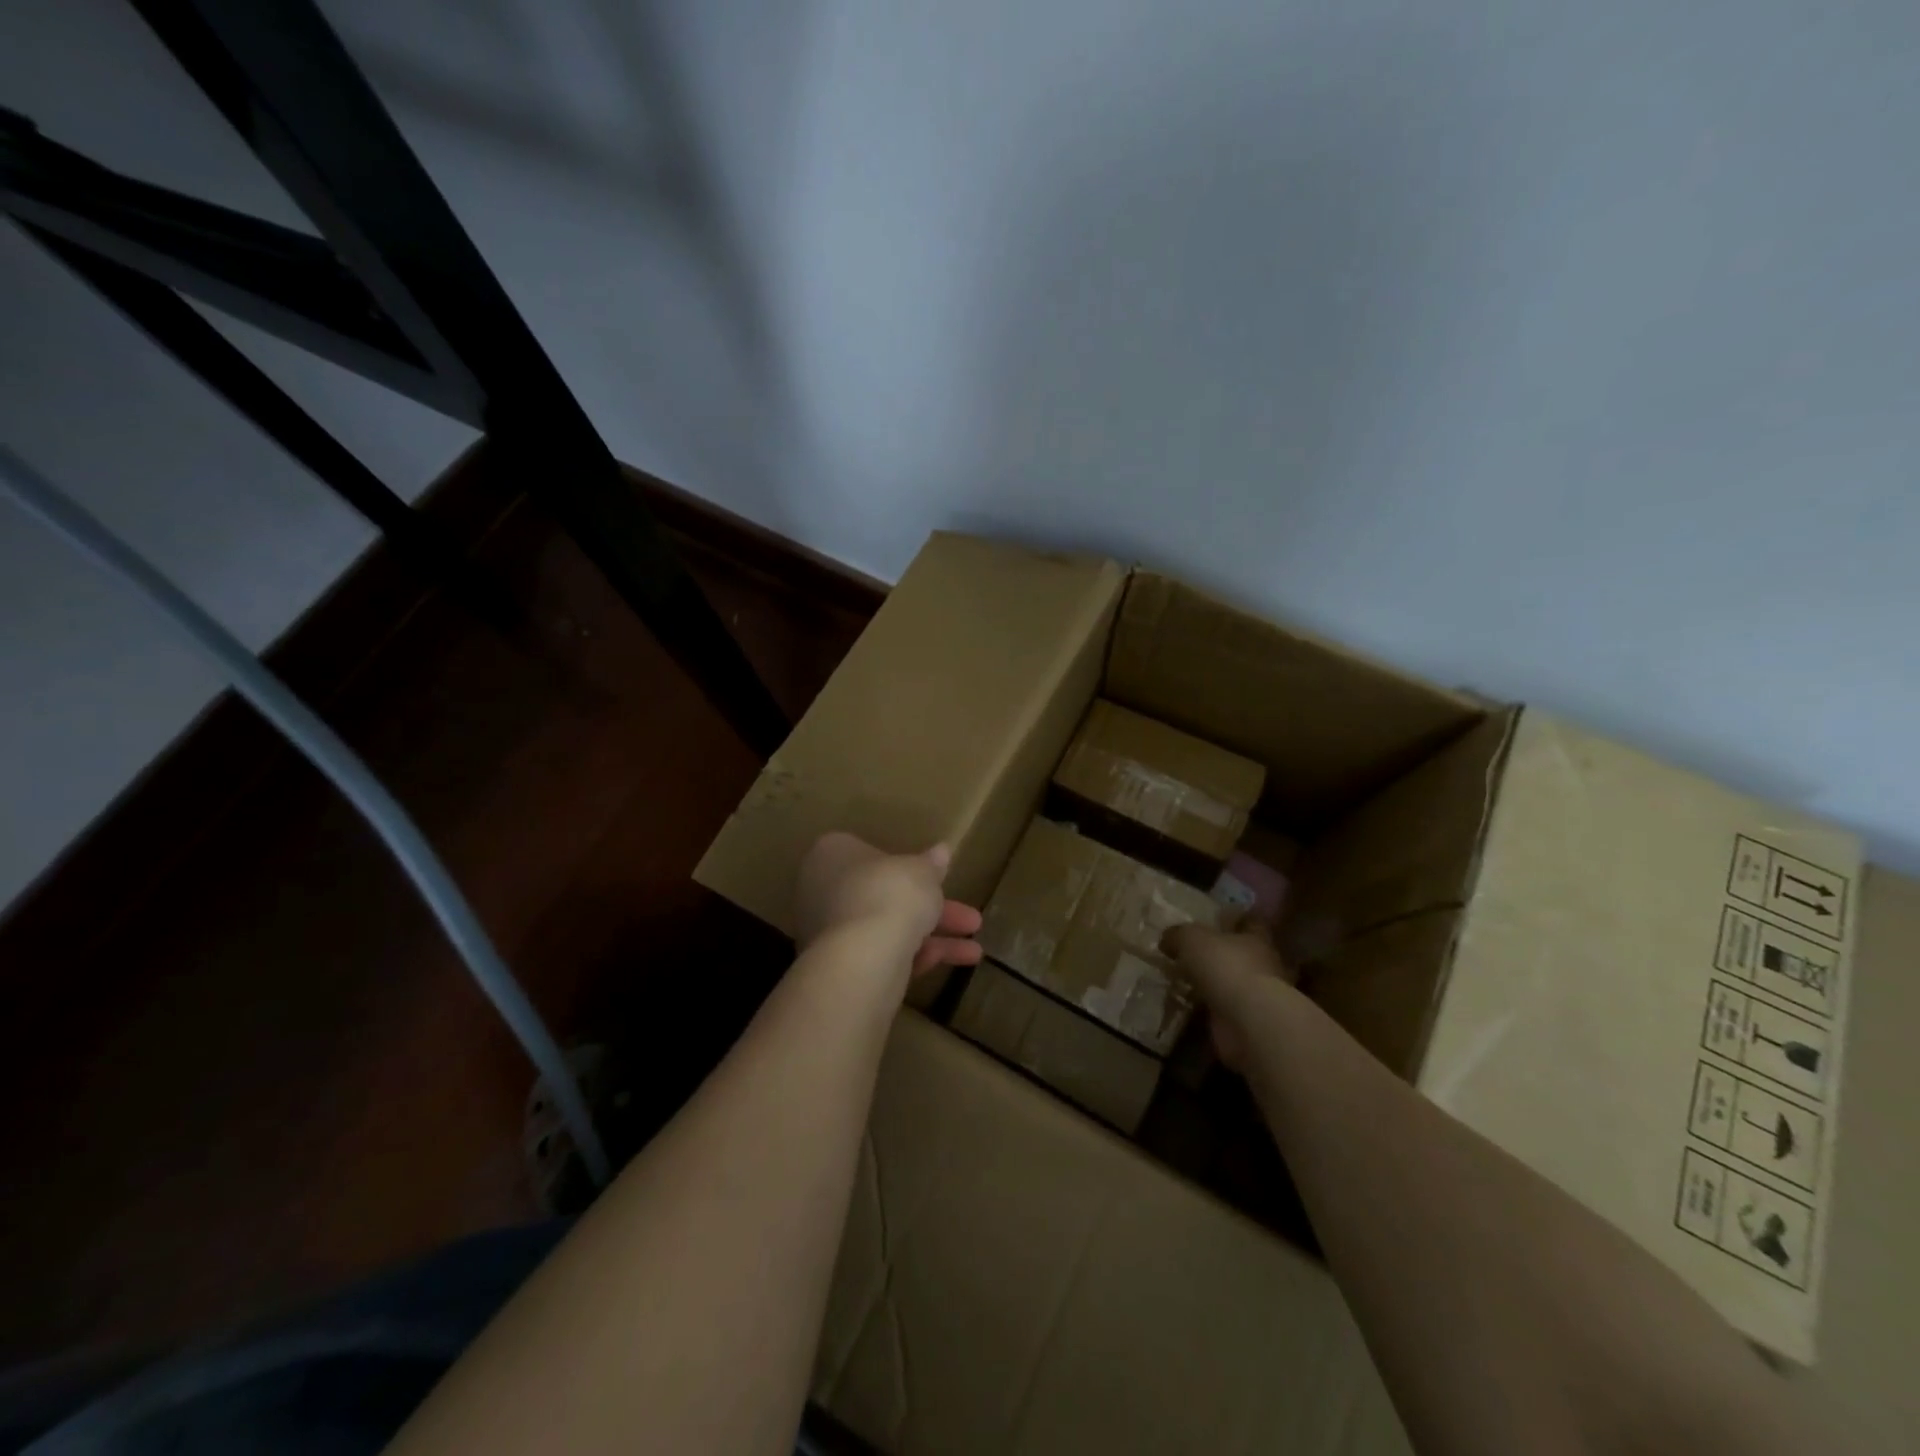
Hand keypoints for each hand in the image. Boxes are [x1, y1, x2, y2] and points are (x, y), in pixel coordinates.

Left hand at [796, 832, 984, 976]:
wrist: (863, 957)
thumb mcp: (921, 872)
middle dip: (932, 908)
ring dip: (933, 937)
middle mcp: (822, 890)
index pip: (870, 853)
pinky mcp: (838, 967)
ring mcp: (827, 931)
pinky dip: (917, 958)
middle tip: (970, 918)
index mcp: (832, 854)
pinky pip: (882, 955)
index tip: (938, 878)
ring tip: (975, 950)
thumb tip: (942, 850)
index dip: (908, 866)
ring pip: (887, 928)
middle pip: (884, 894)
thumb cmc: (889, 893)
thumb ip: (931, 864)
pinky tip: (955, 963)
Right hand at [1161, 922, 1299, 1072]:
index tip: (1214, 919)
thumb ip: (1178, 935)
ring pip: (1230, 983)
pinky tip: (1186, 1006)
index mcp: (1255, 938)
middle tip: (1189, 953)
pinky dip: (1207, 1008)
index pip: (1249, 922)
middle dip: (1218, 954)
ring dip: (1211, 984)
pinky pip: (1222, 1009)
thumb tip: (1167, 939)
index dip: (1234, 919)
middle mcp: (1262, 964)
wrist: (1247, 1020)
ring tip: (1181, 981)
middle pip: (1240, 954)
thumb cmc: (1225, 966)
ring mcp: (1256, 996)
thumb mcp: (1191, 939)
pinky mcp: (1246, 1022)